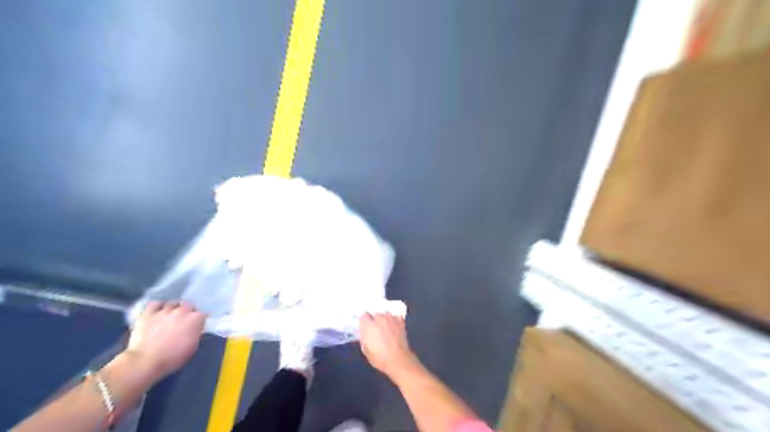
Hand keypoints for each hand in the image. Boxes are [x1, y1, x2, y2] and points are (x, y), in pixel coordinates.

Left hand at [124, 302, 205, 378]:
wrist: (145, 362)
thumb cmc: (172, 358)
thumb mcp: (192, 348)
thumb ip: (196, 335)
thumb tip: (196, 330)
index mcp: (195, 319)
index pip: (203, 314)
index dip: (200, 321)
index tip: (197, 327)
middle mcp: (182, 311)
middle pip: (189, 305)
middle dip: (188, 311)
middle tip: (184, 320)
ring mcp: (164, 311)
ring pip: (173, 303)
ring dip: (174, 308)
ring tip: (171, 315)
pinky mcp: (148, 313)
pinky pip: (154, 304)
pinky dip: (157, 306)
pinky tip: (157, 311)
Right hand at [358, 314, 418, 377]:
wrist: (398, 360)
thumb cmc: (380, 358)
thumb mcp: (365, 350)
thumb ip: (363, 338)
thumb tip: (364, 333)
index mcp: (368, 325)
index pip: (363, 316)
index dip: (364, 322)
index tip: (365, 328)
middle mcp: (379, 319)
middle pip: (375, 314)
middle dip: (374, 320)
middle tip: (375, 330)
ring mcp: (391, 319)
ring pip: (385, 314)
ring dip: (384, 319)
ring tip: (385, 328)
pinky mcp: (401, 322)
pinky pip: (395, 317)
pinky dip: (394, 320)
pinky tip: (394, 326)